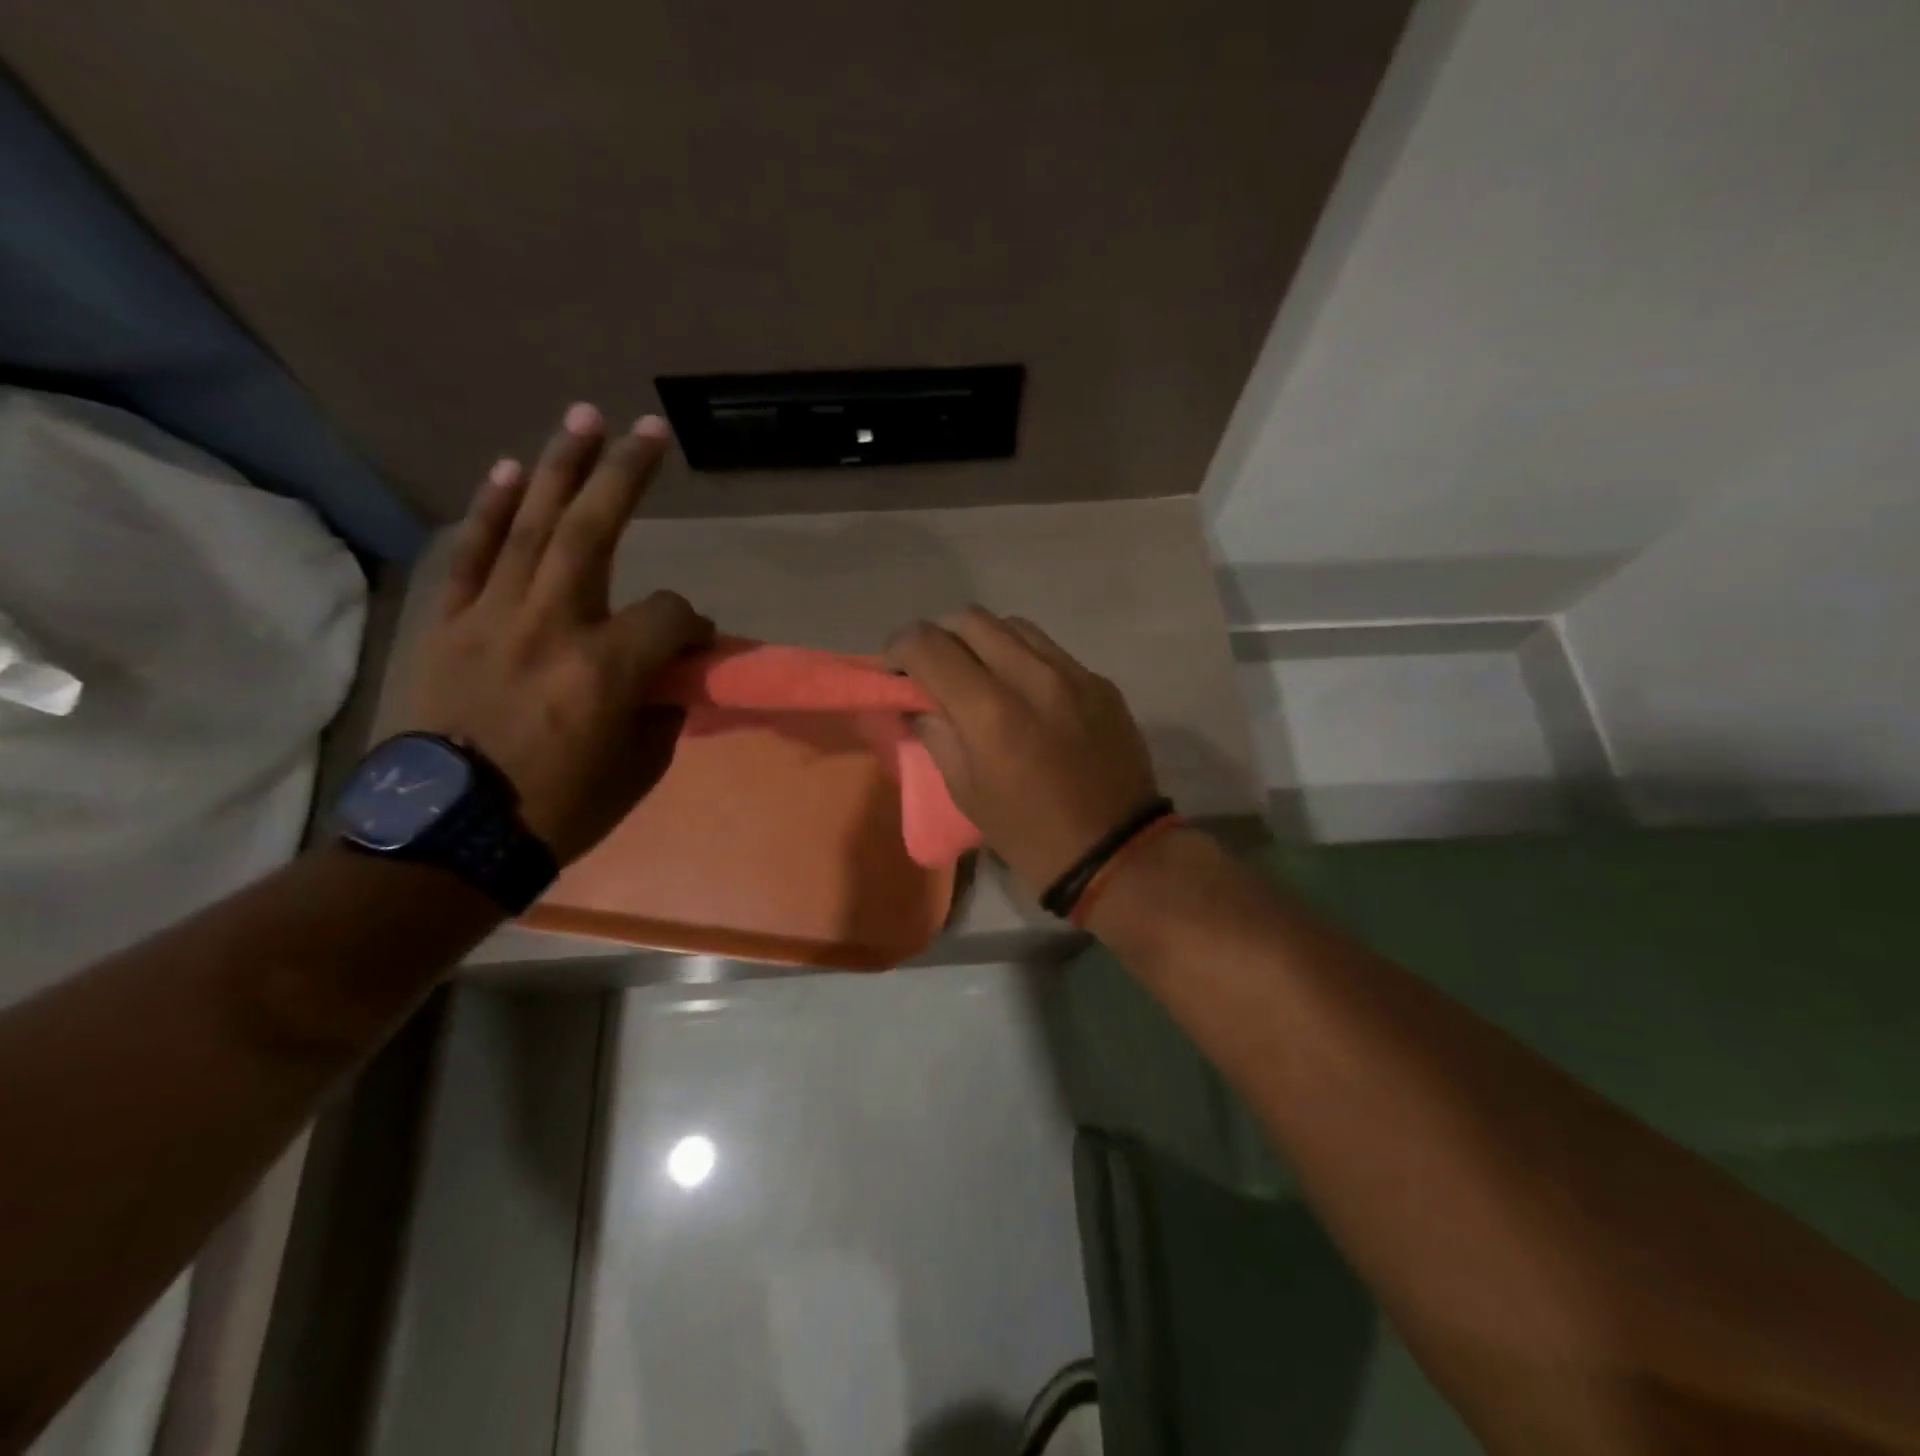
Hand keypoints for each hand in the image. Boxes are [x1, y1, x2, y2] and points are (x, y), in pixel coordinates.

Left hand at [400, 403, 712, 863]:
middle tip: (646, 429)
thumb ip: (659, 711)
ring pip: (531, 526)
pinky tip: (511, 472)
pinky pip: (472, 556)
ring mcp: (492, 618)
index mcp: (607, 669)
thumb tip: (665, 678)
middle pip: (594, 531)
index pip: (670, 615)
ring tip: (581, 419)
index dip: (693, 624)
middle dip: (625, 474)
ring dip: (558, 468)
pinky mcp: (449, 625)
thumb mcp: (638, 770)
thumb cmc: (557, 811)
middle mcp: (552, 625)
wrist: (447, 837)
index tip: (695, 645)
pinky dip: (492, 511)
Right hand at [885, 608, 1159, 892]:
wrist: (1115, 851)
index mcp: (991, 712)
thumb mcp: (967, 793)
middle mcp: (1033, 677)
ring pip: (1014, 626)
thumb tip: (917, 703)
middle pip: (971, 619)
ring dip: (983, 640)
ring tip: (978, 674)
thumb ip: (936, 735)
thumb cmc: (1029, 833)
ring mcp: (1074, 674)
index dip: (900, 648)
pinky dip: (1023, 659)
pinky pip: (1050, 650)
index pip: (930, 645)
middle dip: (940, 637)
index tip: (895, 669)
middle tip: (933, 669)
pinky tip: (1024, 693)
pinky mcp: (1101, 682)